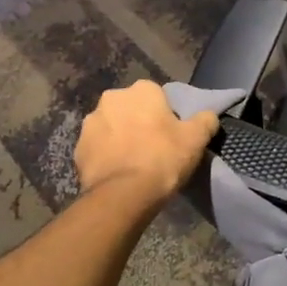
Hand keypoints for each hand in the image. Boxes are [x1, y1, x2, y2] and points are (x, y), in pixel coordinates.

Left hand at [74, 81, 219, 204]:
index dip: (165, 115)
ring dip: (120, 138)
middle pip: (131, 109)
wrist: (123, 195)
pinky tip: (118, 173)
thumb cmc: (162, 158)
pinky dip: (106, 156)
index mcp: (141, 90)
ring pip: (112, 127)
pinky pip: (98, 148)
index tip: (171, 134)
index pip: (157, 96)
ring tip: (133, 163)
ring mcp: (90, 123)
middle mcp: (112, 98)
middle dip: (139, 122)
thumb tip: (208, 116)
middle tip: (153, 148)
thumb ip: (206, 120)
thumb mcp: (196, 139)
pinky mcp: (78, 149)